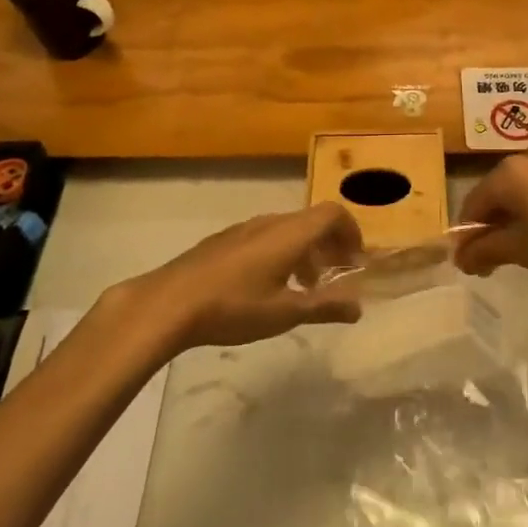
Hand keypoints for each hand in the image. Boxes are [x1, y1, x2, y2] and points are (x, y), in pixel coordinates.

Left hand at [115, 204, 364, 352]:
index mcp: (291, 233)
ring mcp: (244, 228)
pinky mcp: (224, 240)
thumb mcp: (285, 313)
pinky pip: (266, 237)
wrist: (169, 302)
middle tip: (336, 277)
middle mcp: (270, 222)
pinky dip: (281, 253)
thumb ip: (325, 306)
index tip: (356, 262)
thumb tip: (358, 306)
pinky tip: (267, 286)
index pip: (333, 213)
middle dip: (330, 245)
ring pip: (288, 229)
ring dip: (305, 251)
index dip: (351, 232)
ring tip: (303, 287)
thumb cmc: (234, 306)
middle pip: (312, 221)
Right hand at [457, 153, 527, 287]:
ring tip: (527, 247)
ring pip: (526, 190)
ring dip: (518, 217)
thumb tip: (461, 258)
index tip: (471, 263)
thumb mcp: (520, 251)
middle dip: (493, 225)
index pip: (473, 204)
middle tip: (496, 258)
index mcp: (507, 174)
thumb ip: (485, 250)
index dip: (468, 235)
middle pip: (498, 193)